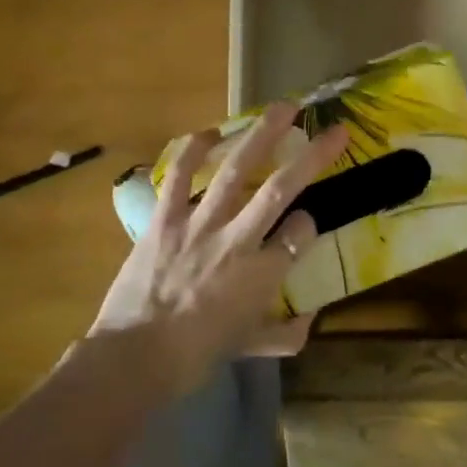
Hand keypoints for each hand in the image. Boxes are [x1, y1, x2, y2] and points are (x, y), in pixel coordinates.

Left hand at [90, 104, 350, 398]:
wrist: (133, 358)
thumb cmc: (194, 357)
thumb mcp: (249, 348)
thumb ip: (284, 333)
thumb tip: (309, 321)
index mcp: (261, 275)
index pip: (299, 234)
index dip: (308, 223)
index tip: (308, 219)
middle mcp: (236, 241)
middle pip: (279, 190)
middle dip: (312, 158)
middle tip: (333, 131)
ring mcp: (198, 224)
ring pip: (235, 172)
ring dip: (261, 136)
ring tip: (284, 108)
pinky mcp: (164, 219)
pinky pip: (179, 177)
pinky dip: (192, 152)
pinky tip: (210, 132)